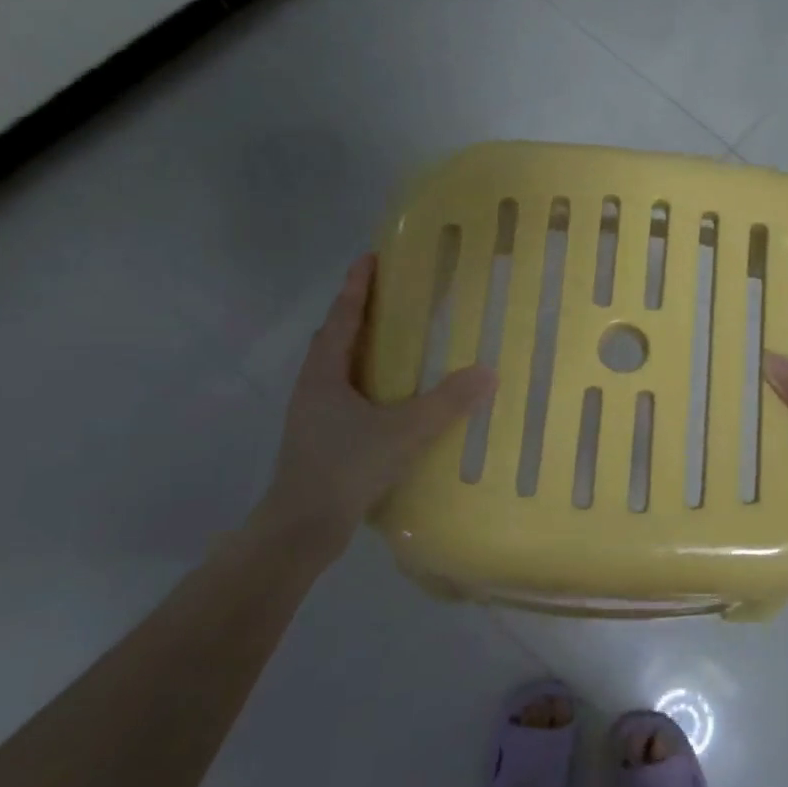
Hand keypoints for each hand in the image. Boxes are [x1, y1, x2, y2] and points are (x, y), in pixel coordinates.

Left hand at [249, 254, 495, 564]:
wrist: (300, 528)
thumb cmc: (345, 468)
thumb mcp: (403, 432)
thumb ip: (446, 403)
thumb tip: (487, 371)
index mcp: (325, 373)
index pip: (343, 317)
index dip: (357, 286)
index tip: (371, 257)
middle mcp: (314, 386)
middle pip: (335, 336)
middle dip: (358, 311)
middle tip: (389, 294)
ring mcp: (313, 413)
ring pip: (336, 366)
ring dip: (359, 346)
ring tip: (391, 339)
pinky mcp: (320, 437)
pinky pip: (343, 391)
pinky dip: (364, 378)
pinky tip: (387, 396)